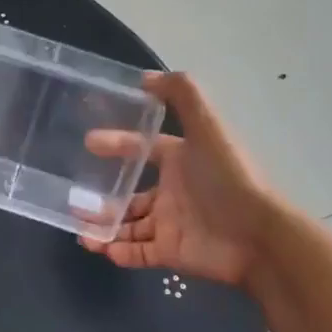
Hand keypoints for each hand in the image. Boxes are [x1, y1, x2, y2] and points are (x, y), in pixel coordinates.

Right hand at [79, 72, 279, 287]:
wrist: (257, 235)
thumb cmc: (229, 177)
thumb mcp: (208, 126)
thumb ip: (181, 95)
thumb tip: (145, 77)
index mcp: (181, 160)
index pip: (142, 149)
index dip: (117, 143)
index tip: (87, 142)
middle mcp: (173, 191)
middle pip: (129, 194)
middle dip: (102, 197)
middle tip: (74, 198)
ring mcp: (170, 224)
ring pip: (127, 225)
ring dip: (103, 226)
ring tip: (80, 229)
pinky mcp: (171, 253)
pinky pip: (137, 254)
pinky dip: (118, 251)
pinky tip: (100, 247)